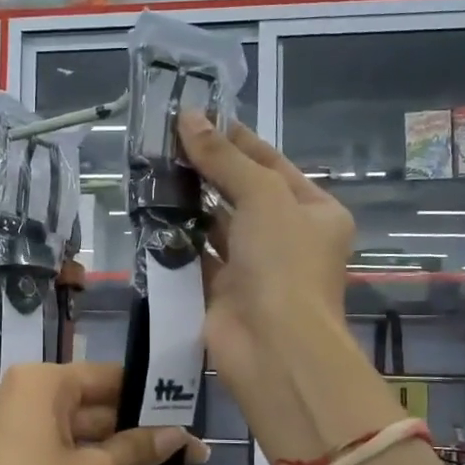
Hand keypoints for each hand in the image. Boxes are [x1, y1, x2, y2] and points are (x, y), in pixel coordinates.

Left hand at [0, 362, 204, 464]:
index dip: (150, 398)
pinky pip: (54, 463)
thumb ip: (136, 449)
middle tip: (192, 458)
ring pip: (74, 441)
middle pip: (91, 409)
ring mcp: (5, 437)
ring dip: (119, 462)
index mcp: (37, 384)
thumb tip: (178, 434)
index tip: (189, 417)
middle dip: (139, 436)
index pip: (107, 377)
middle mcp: (17, 400)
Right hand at [177, 110, 394, 459]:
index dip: (235, 139)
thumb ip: (224, 158)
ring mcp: (254, 268)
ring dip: (188, 205)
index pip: (271, 164)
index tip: (197, 117)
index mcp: (315, 212)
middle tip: (163, 143)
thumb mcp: (263, 196)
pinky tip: (150, 216)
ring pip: (216, 227)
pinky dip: (176, 241)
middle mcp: (287, 238)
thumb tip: (189, 117)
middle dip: (206, 171)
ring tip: (150, 173)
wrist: (274, 347)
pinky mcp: (223, 293)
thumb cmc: (284, 263)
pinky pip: (196, 258)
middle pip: (242, 194)